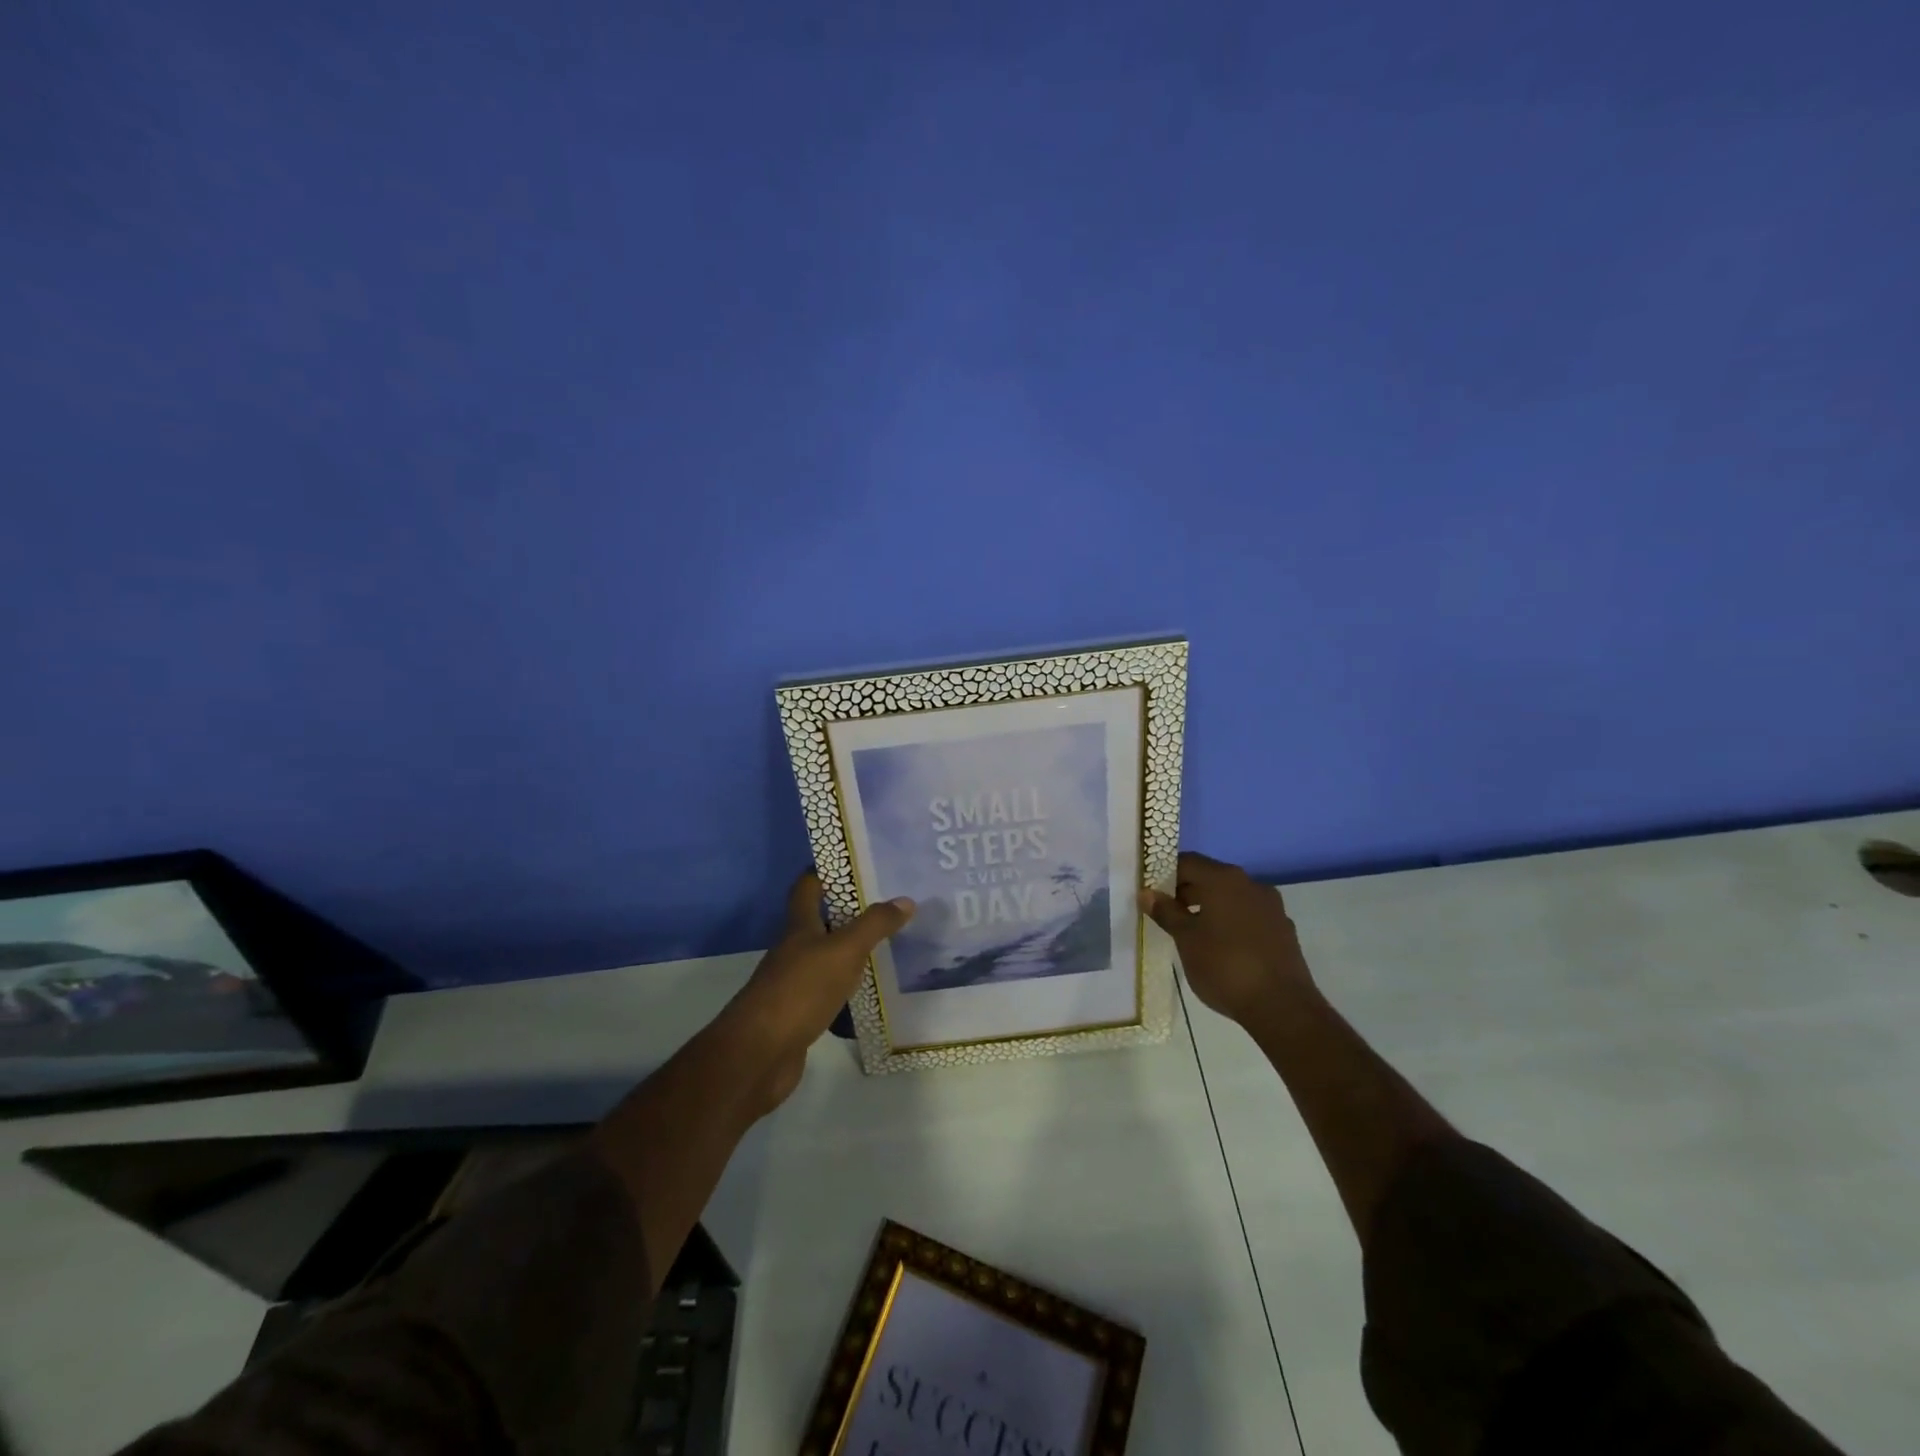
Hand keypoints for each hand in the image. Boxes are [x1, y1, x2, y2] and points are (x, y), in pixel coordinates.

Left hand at [726, 872, 913, 1112]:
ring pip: (826, 958)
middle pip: (819, 922)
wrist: (760, 1054)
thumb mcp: (844, 951)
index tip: (855, 863)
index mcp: (799, 927)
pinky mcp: (799, 1014)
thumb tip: (905, 900)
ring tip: (888, 946)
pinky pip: (828, 992)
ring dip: (851, 951)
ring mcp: (793, 984)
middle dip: (849, 912)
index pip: (807, 887)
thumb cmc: (800, 990)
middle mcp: (793, 950)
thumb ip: (874, 925)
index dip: (825, 871)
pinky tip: (871, 992)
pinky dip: (848, 988)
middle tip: (888, 905)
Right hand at [1140, 852, 1316, 1025]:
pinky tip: (1222, 947)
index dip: (1165, 874)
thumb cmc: (1224, 966)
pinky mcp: (1283, 929)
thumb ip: (1166, 912)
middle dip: (1187, 892)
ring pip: (1231, 897)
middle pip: (1211, 877)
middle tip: (1167, 915)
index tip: (1152, 894)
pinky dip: (1231, 922)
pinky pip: (1249, 915)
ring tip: (1192, 933)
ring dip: (1210, 908)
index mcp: (1224, 879)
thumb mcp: (1186, 939)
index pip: (1188, 862)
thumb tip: (1147, 893)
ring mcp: (1271, 906)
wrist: (1282, 1007)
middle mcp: (1250, 884)